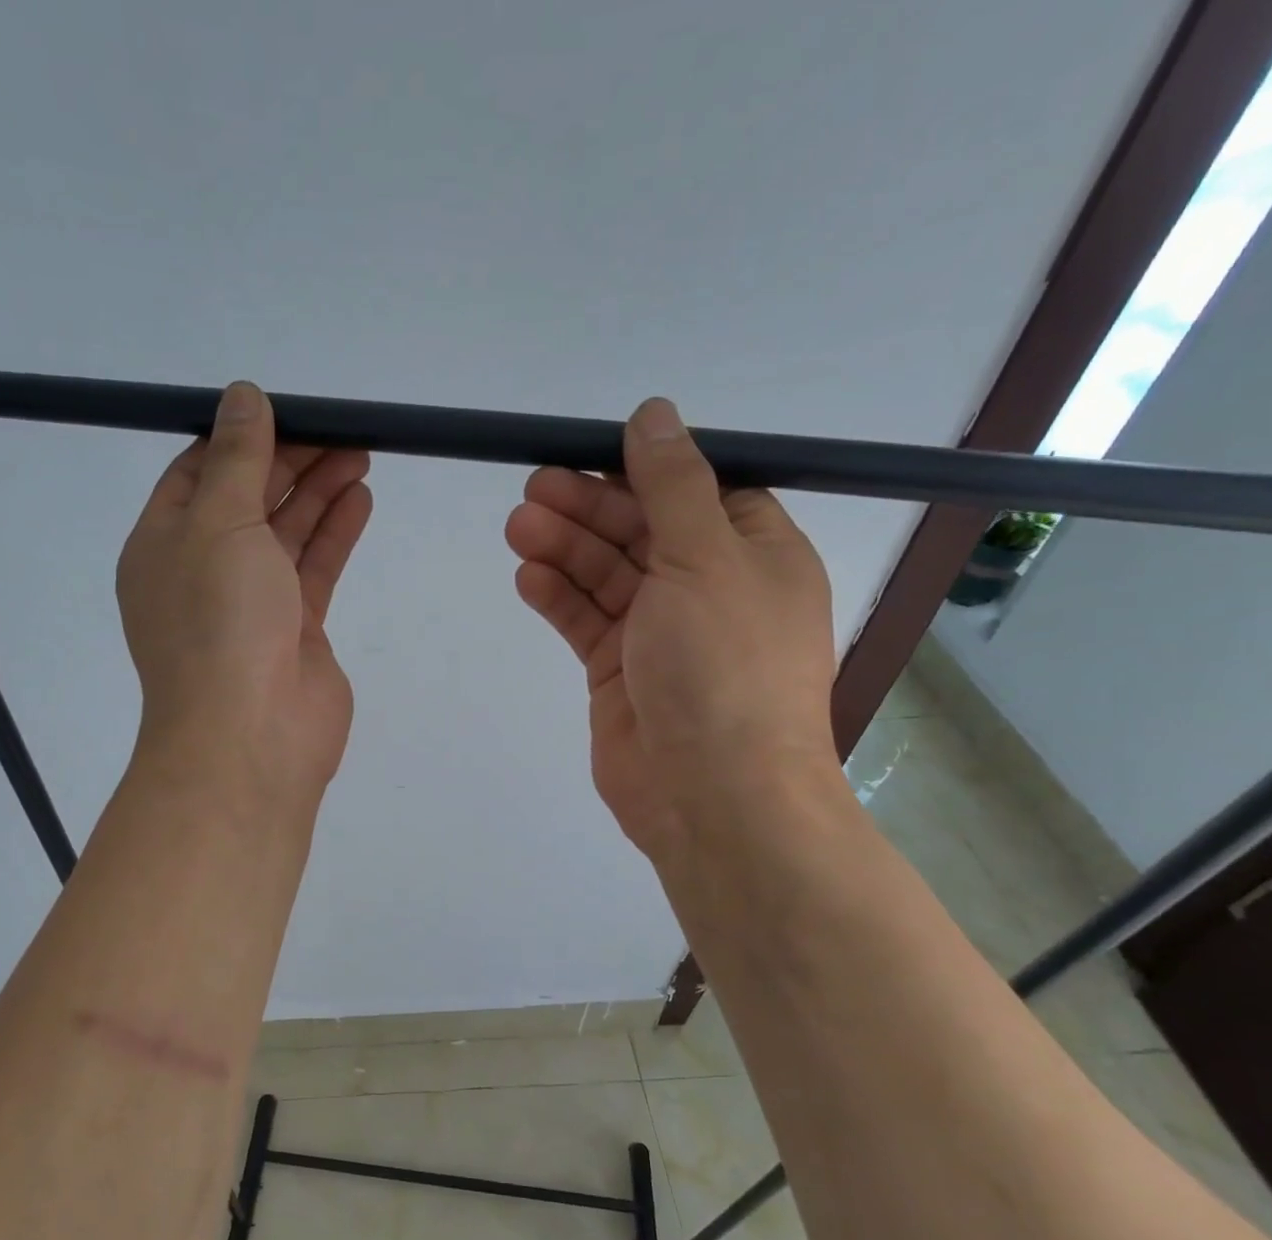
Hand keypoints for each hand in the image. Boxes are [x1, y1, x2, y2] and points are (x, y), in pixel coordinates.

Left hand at [117, 382, 372, 809]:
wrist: (250, 738)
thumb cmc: (219, 623)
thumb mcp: (219, 524)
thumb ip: (237, 460)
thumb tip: (242, 395)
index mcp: (163, 546)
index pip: (196, 475)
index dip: (238, 439)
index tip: (283, 410)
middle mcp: (204, 572)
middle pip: (248, 500)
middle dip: (290, 461)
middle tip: (338, 428)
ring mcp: (252, 605)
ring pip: (286, 534)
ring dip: (318, 492)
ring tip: (360, 452)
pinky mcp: (296, 631)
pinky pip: (313, 570)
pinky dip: (334, 534)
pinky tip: (359, 498)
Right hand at [506, 397, 838, 861]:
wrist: (713, 794)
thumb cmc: (724, 667)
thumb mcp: (706, 558)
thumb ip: (673, 485)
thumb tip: (654, 413)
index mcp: (753, 553)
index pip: (696, 491)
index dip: (642, 470)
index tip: (587, 452)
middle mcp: (709, 589)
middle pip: (641, 530)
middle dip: (588, 507)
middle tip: (532, 489)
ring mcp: (661, 634)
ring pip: (607, 575)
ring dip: (565, 548)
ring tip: (518, 527)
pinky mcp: (620, 673)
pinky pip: (587, 621)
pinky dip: (558, 597)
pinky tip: (528, 577)